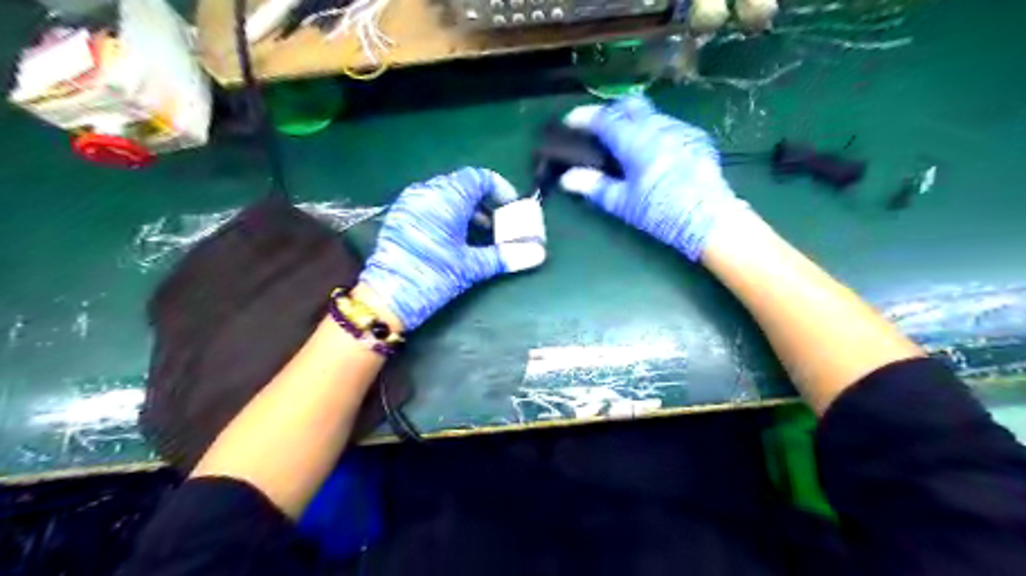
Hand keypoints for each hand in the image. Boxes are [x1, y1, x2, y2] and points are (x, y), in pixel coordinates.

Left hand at [357, 166, 543, 328]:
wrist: (387, 298)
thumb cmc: (432, 277)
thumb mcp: (471, 266)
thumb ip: (505, 255)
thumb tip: (538, 253)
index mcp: (445, 198)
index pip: (478, 178)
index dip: (500, 189)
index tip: (512, 207)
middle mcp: (425, 193)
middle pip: (463, 185)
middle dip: (485, 201)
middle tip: (500, 221)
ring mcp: (409, 203)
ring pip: (446, 195)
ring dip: (468, 208)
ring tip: (482, 232)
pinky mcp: (400, 216)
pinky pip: (430, 204)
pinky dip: (449, 213)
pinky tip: (456, 236)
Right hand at [560, 96, 747, 263]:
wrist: (709, 219)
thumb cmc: (661, 212)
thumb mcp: (623, 203)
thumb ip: (594, 186)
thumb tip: (567, 179)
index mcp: (636, 141)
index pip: (604, 119)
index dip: (584, 117)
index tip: (570, 121)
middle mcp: (658, 127)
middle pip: (630, 104)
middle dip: (611, 110)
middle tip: (599, 128)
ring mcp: (680, 130)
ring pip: (651, 114)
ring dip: (634, 121)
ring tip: (625, 142)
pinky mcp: (696, 138)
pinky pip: (669, 125)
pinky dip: (653, 131)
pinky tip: (653, 152)